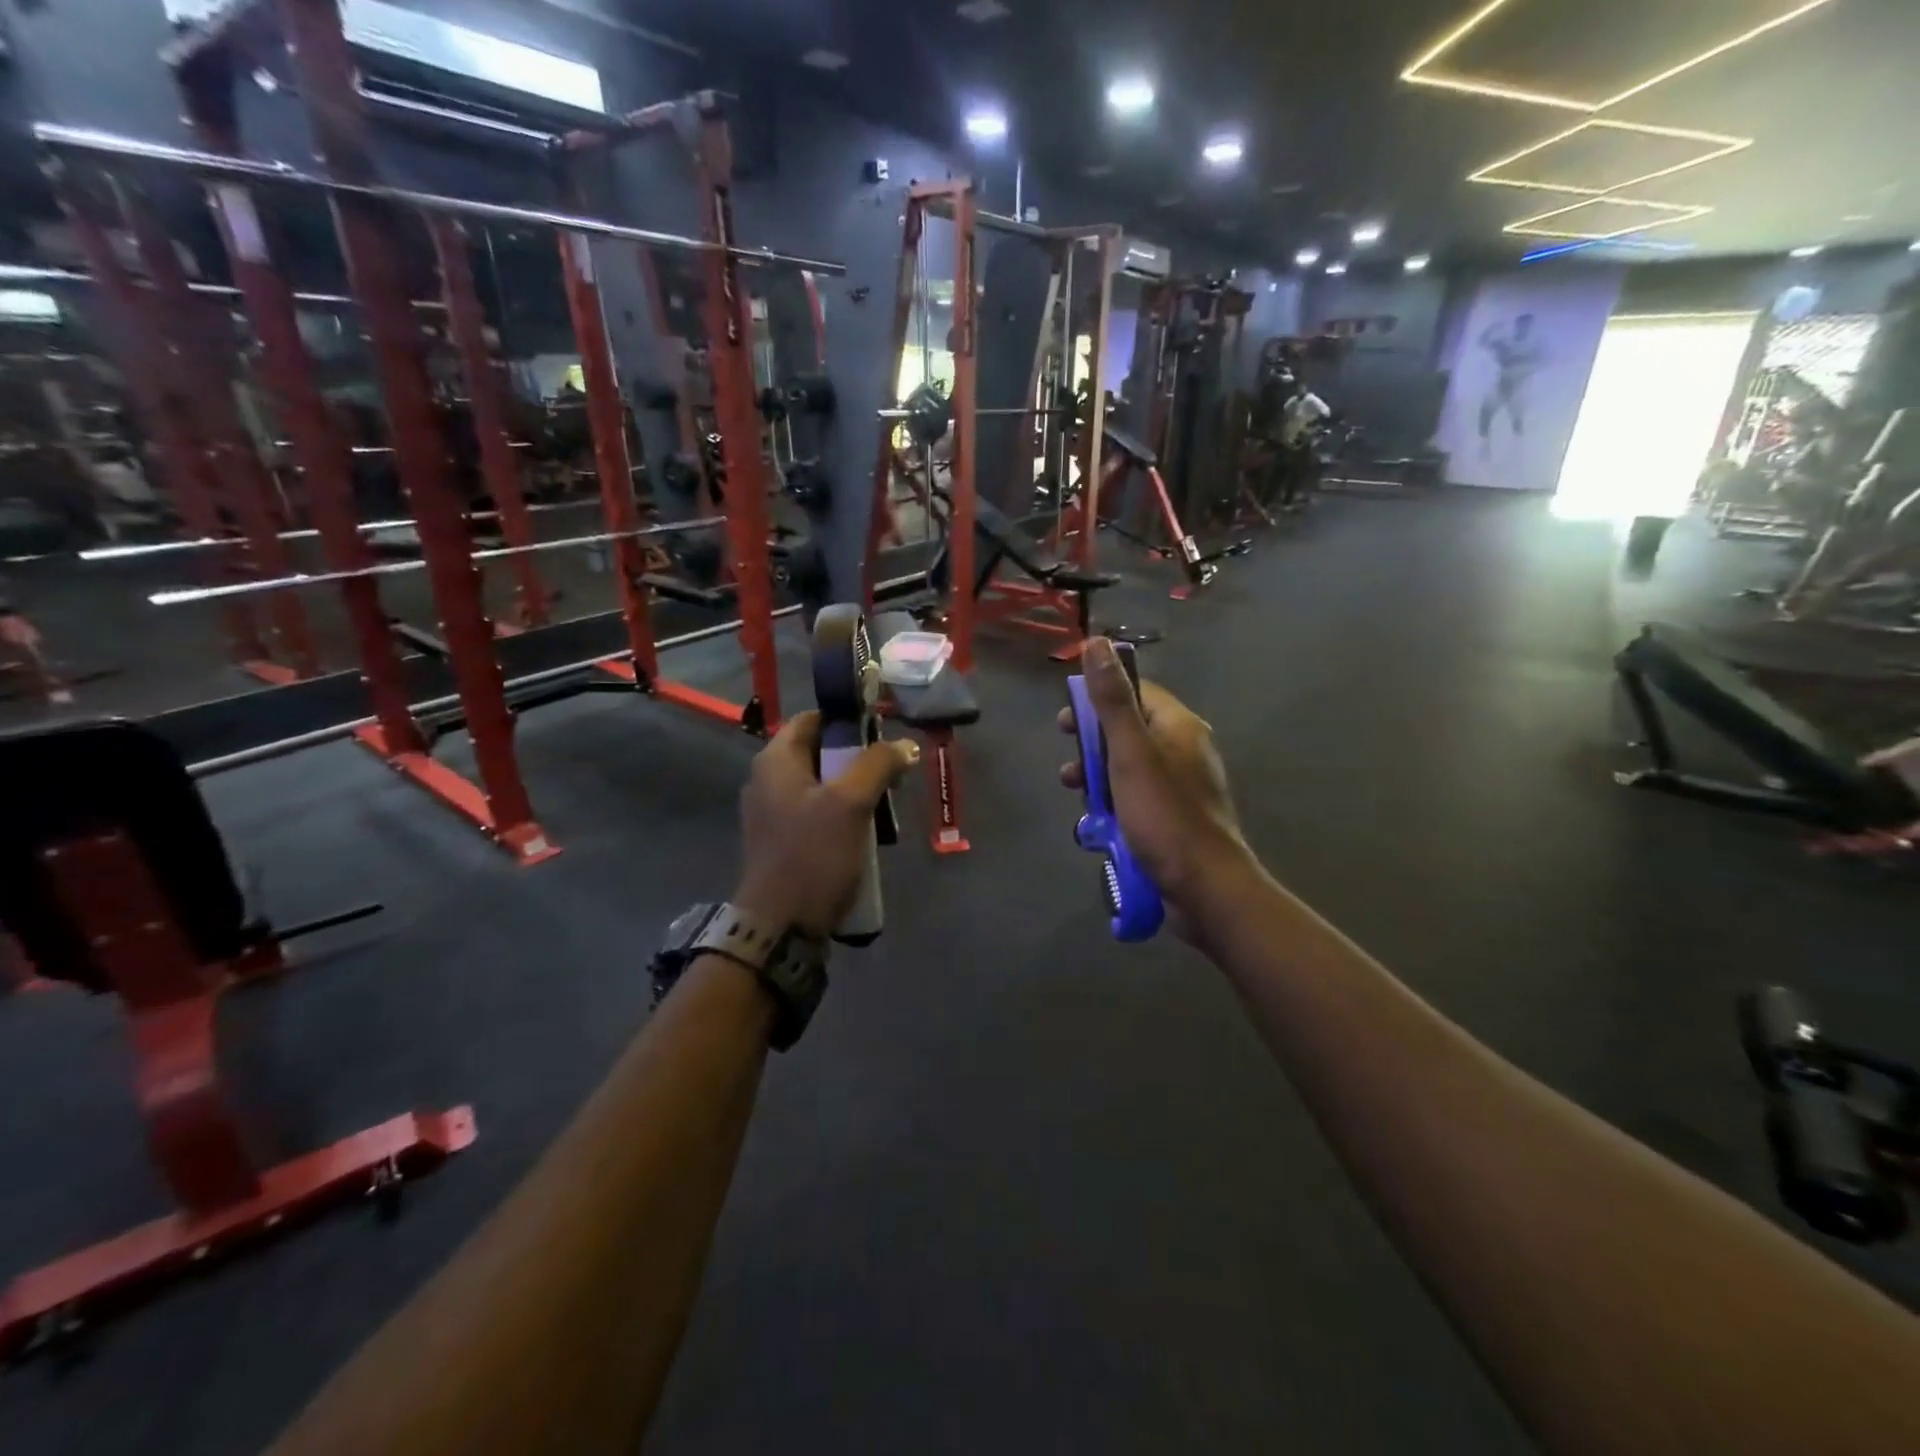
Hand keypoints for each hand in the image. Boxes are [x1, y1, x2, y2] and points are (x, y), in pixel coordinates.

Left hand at [735, 711, 918, 937]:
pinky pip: (816, 814)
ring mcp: (773, 814)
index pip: (811, 719)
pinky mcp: (783, 843)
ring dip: (854, 789)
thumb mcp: (851, 803)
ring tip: (886, 802)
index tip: (882, 731)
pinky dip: (841, 814)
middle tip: (892, 771)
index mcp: (775, 761)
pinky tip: (866, 831)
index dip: (846, 720)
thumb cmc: (813, 854)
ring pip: (820, 785)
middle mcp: (767, 781)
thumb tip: (905, 745)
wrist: (781, 926)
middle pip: (818, 752)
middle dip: (857, 758)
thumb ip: (878, 765)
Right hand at [1058, 639, 1254, 931]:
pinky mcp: (1174, 817)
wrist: (1204, 887)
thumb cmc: (1164, 815)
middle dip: (1091, 744)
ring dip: (1096, 777)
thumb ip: (1112, 700)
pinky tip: (1096, 824)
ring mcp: (1180, 786)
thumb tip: (1097, 642)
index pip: (1135, 692)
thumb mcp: (1129, 753)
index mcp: (1178, 726)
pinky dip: (1113, 803)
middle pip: (1128, 730)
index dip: (1098, 699)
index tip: (1067, 719)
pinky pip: (1136, 797)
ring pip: (1128, 767)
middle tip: (1068, 763)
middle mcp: (1183, 749)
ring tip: (1075, 794)